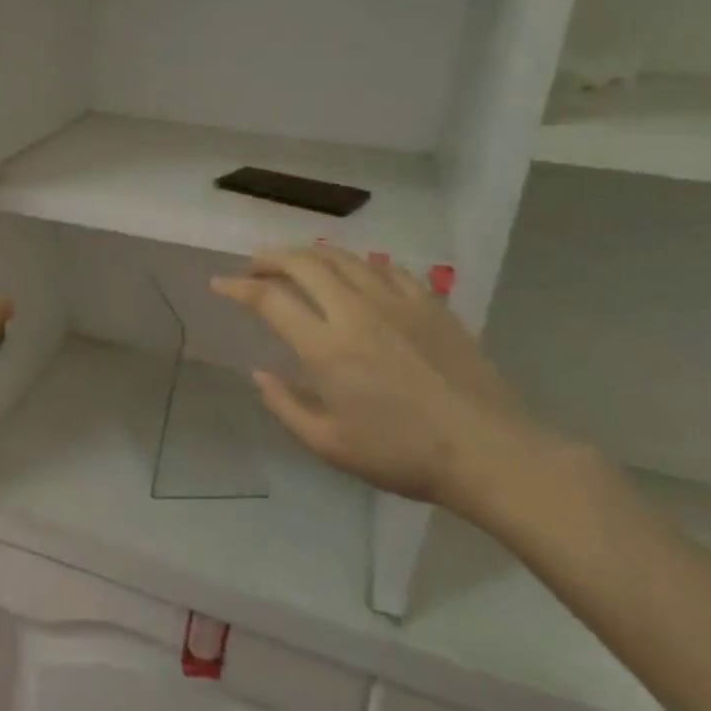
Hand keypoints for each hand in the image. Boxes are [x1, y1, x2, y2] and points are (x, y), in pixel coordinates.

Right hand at [211, 245, 552, 511]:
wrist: (491, 452)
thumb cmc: (403, 455)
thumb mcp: (329, 445)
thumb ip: (286, 406)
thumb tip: (260, 374)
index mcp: (326, 348)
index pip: (269, 299)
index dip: (237, 287)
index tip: (219, 284)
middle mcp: (356, 312)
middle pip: (304, 263)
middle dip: (270, 258)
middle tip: (254, 266)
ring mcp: (398, 302)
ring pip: (344, 258)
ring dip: (311, 255)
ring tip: (297, 265)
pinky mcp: (431, 304)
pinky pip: (387, 268)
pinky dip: (360, 265)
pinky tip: (357, 276)